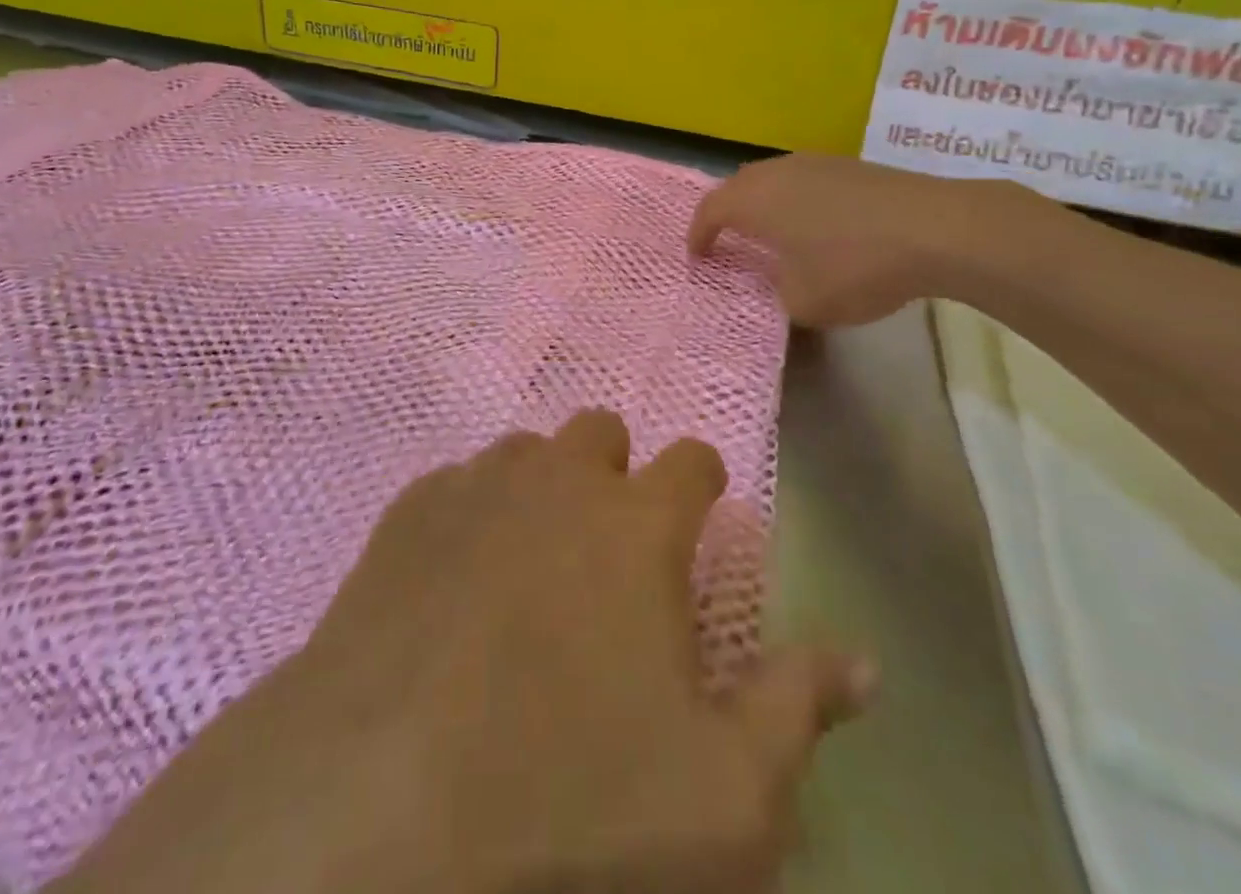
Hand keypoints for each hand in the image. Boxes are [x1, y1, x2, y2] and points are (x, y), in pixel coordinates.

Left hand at [55, 413, 872, 893]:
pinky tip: (455, 578)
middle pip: (599, 430)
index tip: (700, 511)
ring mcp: (475, 488)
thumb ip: (796, 709)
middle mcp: (558, 481)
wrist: (375, 809)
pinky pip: (454, 484)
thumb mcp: (721, 795)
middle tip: (611, 544)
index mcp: (637, 523)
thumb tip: (865, 659)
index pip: (691, 459)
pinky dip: (470, 512)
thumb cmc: (570, 804)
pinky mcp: (404, 515)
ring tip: (533, 560)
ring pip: (525, 451)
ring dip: (541, 487)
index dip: (702, 481)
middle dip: (614, 470)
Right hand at [689, 155, 1034, 328]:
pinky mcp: (851, 166)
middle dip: (726, 212)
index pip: (710, 210)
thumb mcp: (804, 302)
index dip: (698, 233)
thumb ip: (777, 295)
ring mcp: (817, 163)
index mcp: (756, 201)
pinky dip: (796, 200)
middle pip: (738, 185)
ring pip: (773, 178)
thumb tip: (778, 284)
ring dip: (763, 203)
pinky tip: (817, 224)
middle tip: (727, 239)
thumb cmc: (856, 266)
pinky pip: (805, 179)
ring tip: (771, 232)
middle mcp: (779, 173)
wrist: (936, 229)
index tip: (697, 256)